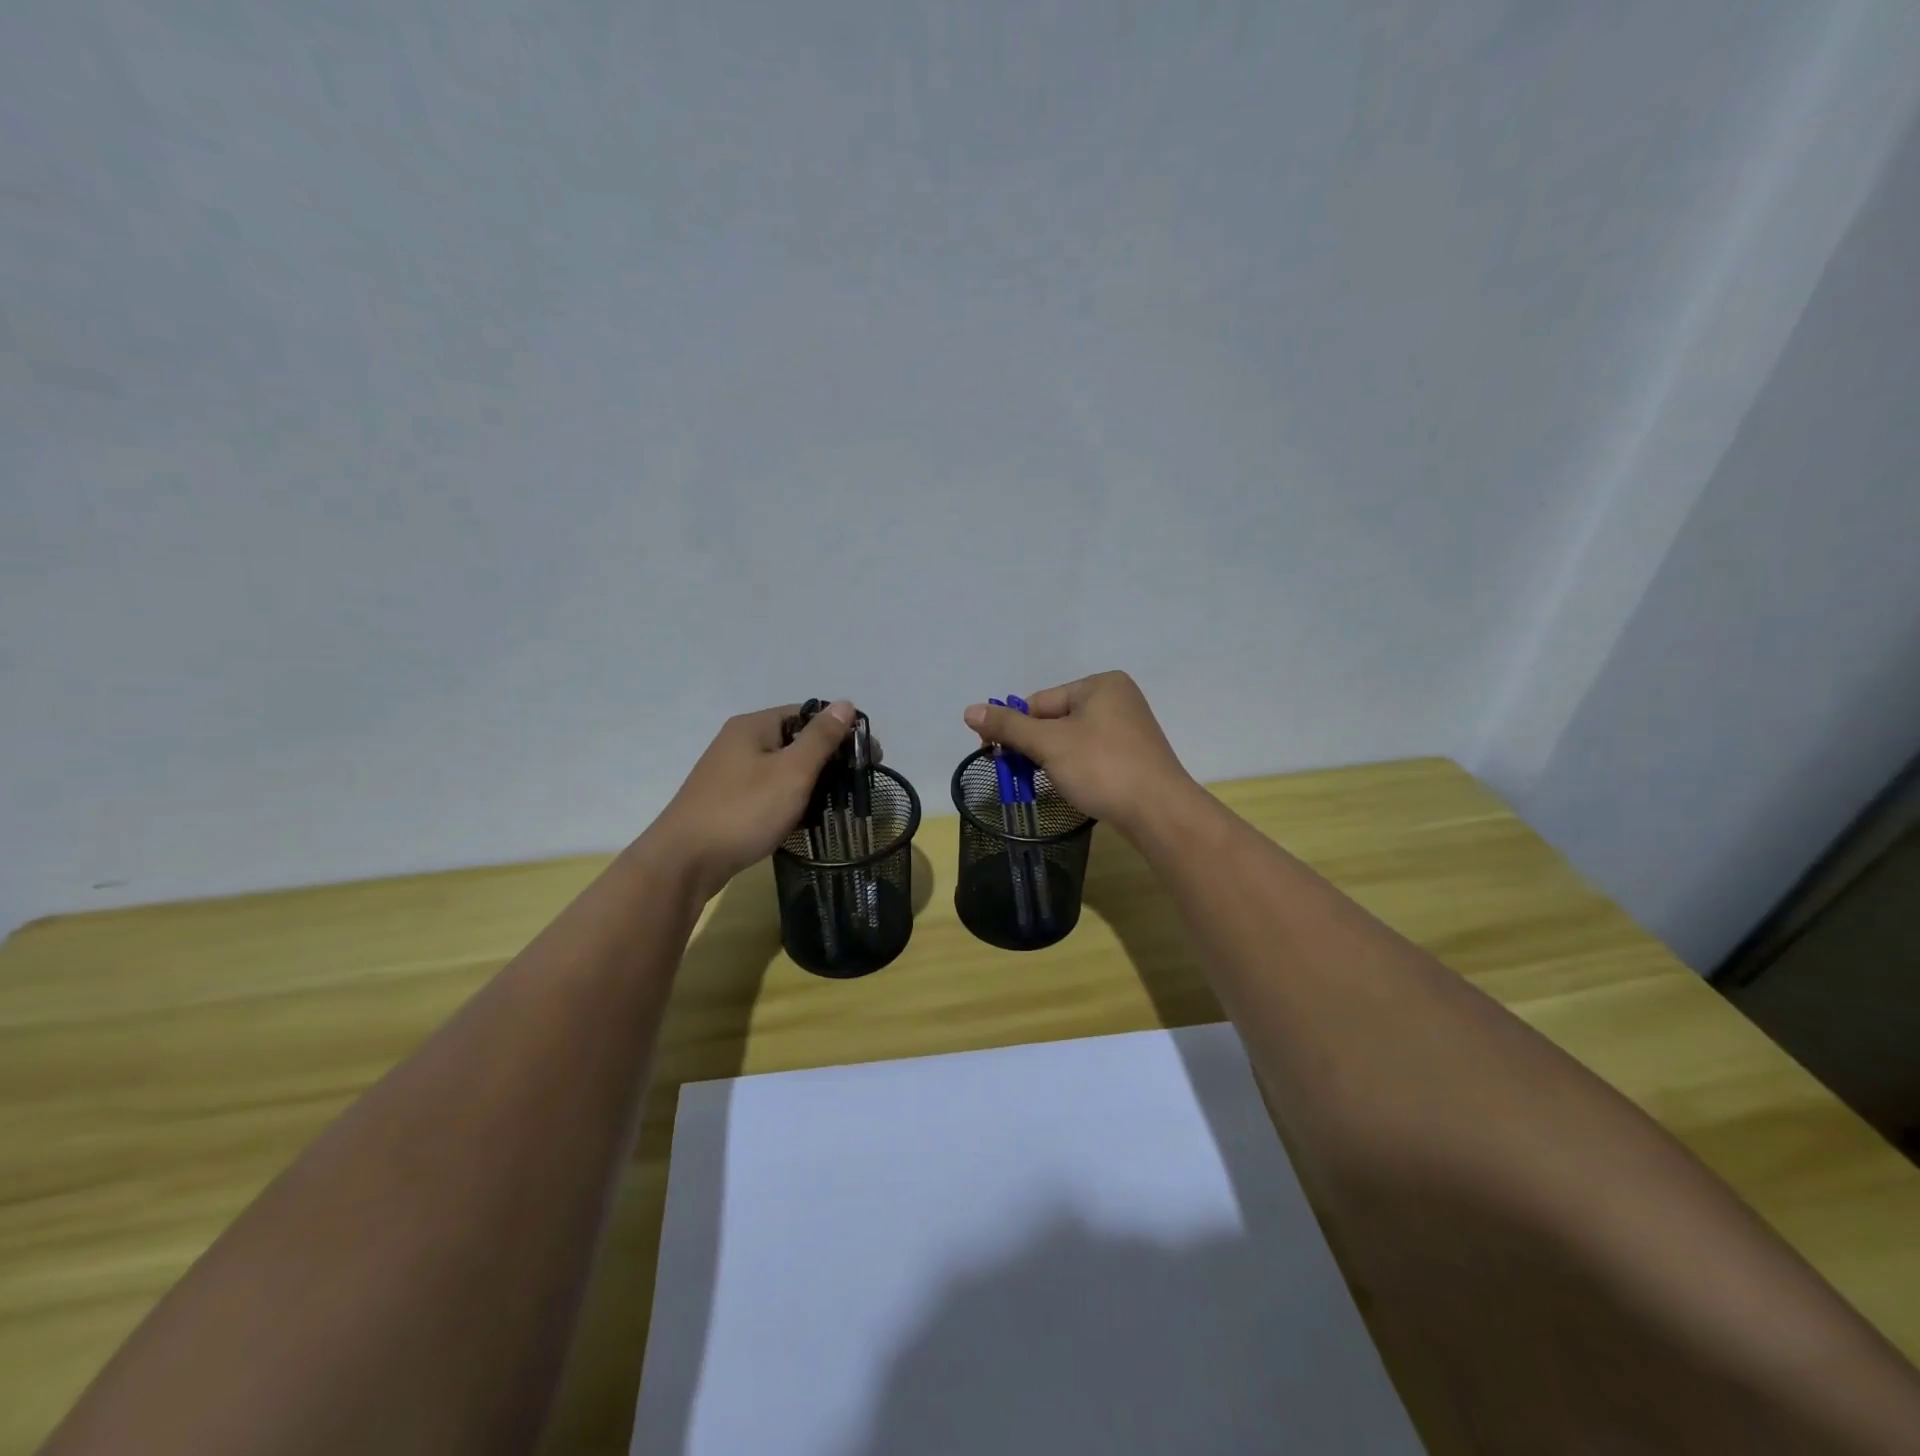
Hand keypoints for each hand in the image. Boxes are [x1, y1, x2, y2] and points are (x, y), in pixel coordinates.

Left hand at [648, 701, 858, 899]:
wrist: (684, 863)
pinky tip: (804, 821)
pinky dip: (789, 801)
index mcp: (754, 726)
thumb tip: (845, 703)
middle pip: (795, 741)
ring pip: (783, 769)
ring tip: (835, 805)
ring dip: (810, 783)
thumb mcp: (792, 771)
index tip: (868, 757)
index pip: (807, 713)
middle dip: (828, 760)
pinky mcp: (728, 801)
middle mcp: (739, 742)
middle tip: (855, 785)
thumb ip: (821, 738)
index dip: (840, 730)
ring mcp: (730, 773)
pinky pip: (769, 792)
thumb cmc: (744, 810)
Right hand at [963, 671, 1196, 837]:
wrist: (1158, 812)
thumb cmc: (1101, 767)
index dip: (1015, 728)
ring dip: (1051, 760)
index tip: (994, 753)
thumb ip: (1008, 726)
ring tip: (1043, 783)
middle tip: (1016, 773)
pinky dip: (1074, 769)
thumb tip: (969, 710)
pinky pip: (1090, 755)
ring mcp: (1128, 729)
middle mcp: (1117, 699)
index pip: (1040, 702)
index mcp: (1100, 685)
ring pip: (1071, 740)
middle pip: (1055, 720)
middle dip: (1034, 746)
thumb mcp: (1048, 743)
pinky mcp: (1133, 757)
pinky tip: (1071, 787)